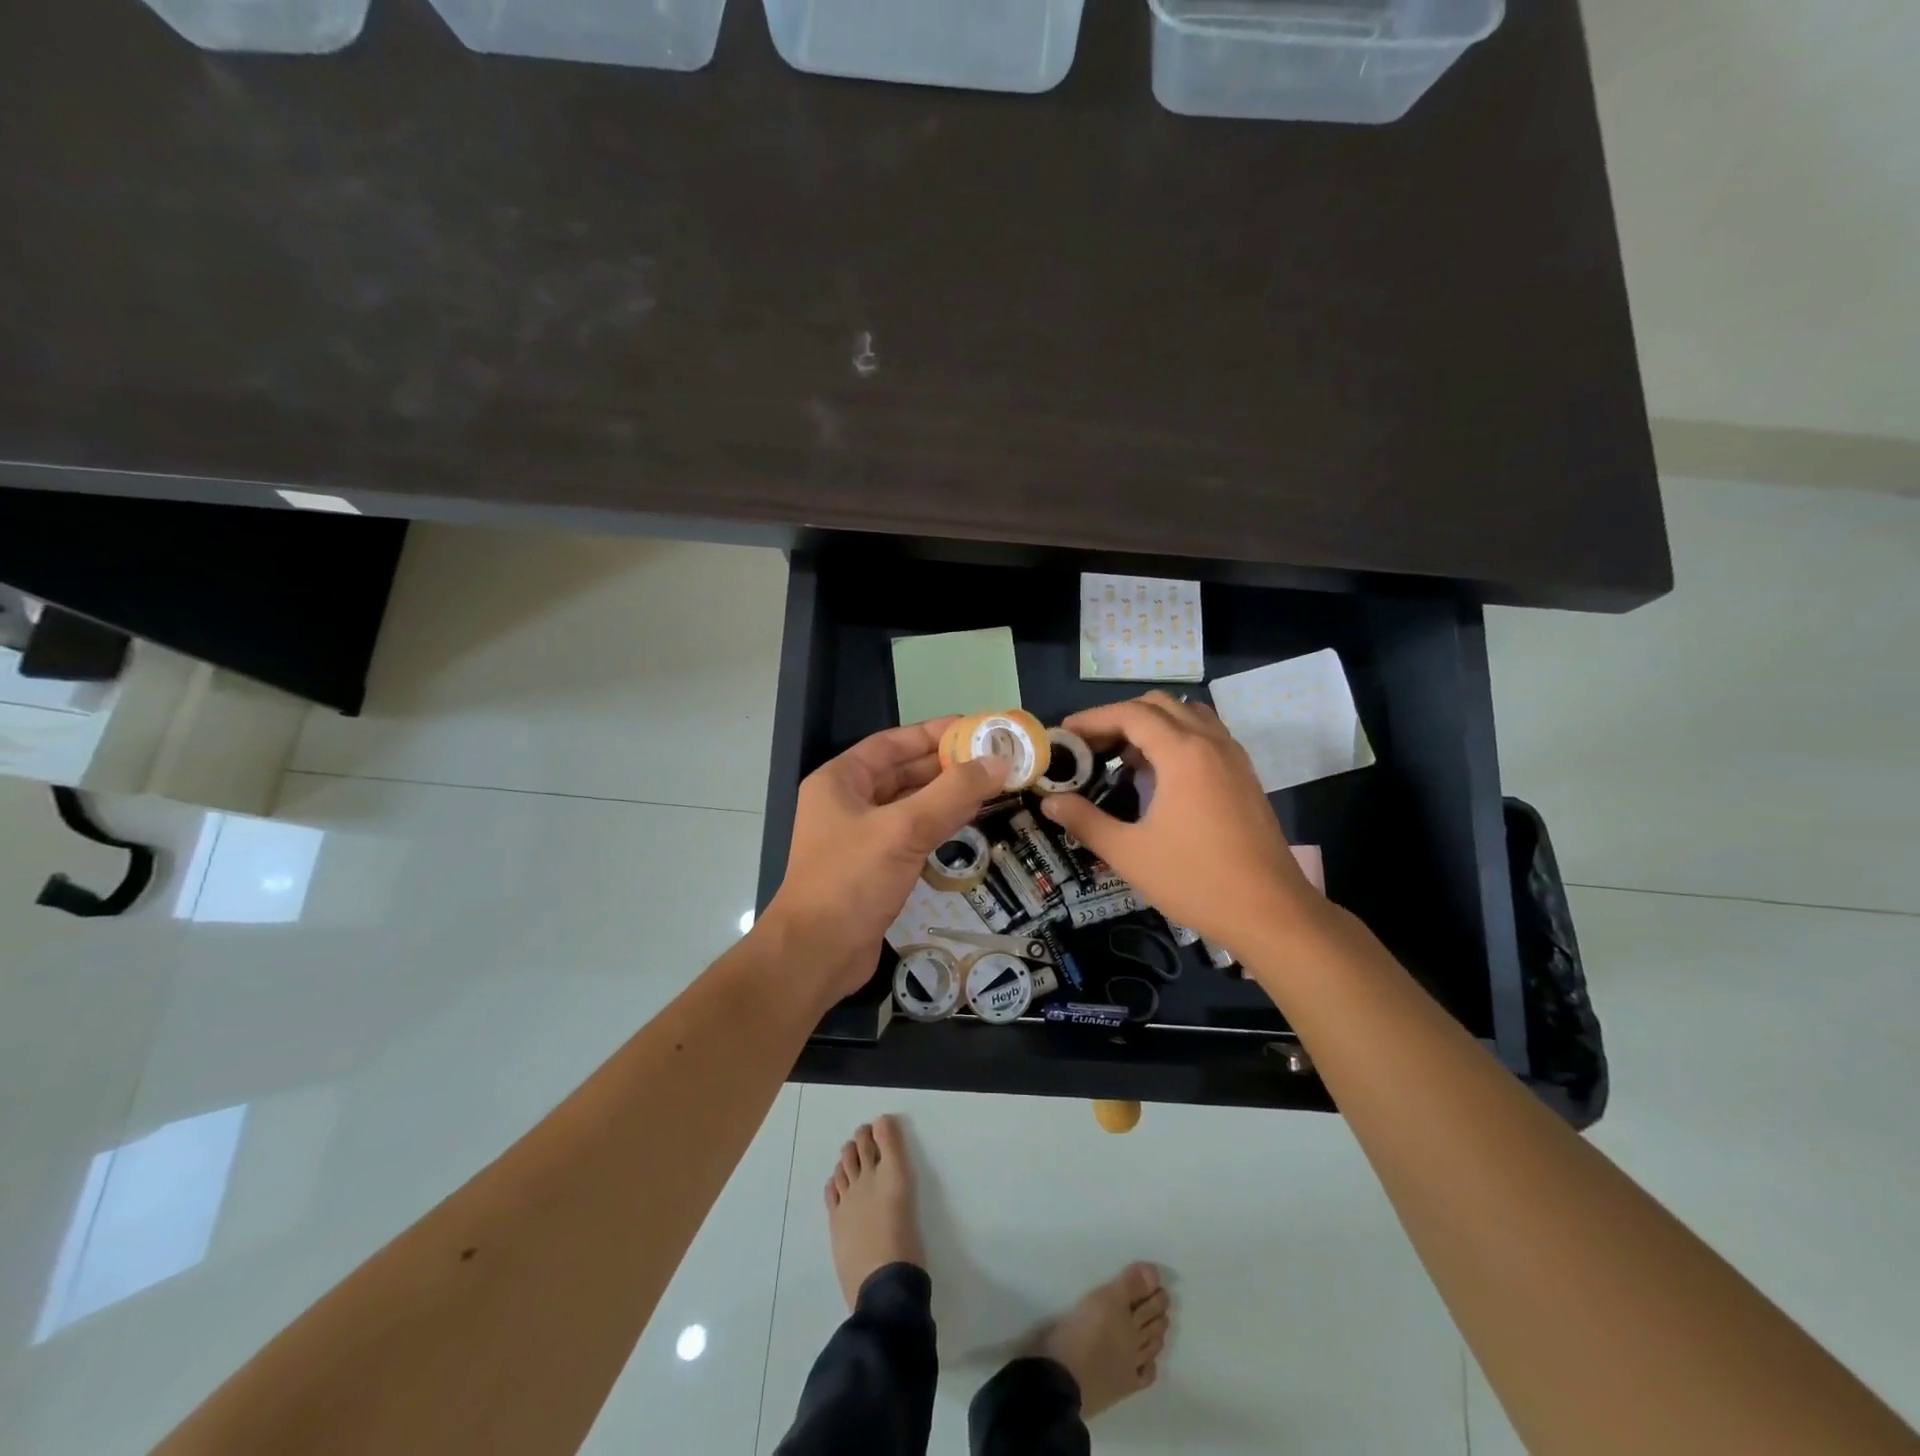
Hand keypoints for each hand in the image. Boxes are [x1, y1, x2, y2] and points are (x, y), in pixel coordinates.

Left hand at [765, 719, 1005, 998]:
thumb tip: (997, 762)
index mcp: (840, 781)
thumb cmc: (851, 881)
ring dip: (947, 795)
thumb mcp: (903, 830)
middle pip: (903, 773)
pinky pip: (912, 834)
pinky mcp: (875, 867)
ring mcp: (860, 837)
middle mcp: (848, 803)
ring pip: (910, 805)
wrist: (816, 954)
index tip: (973, 728)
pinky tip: (971, 820)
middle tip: (992, 758)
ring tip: (991, 784)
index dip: (931, 733)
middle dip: (945, 765)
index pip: (891, 744)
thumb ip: (952, 794)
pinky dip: (940, 824)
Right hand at [1041, 693, 1323, 951]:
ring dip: (1151, 724)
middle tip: (1090, 746)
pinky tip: (1160, 775)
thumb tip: (1050, 802)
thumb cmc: (1196, 880)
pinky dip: (1176, 738)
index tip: (1065, 733)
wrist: (1271, 912)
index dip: (1093, 718)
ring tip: (1124, 757)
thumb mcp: (1129, 853)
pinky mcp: (1245, 775)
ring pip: (1187, 715)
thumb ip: (1085, 821)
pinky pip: (1205, 735)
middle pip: (1159, 705)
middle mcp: (1211, 743)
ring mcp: (1233, 757)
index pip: (1131, 714)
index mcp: (1183, 754)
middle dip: (1119, 717)